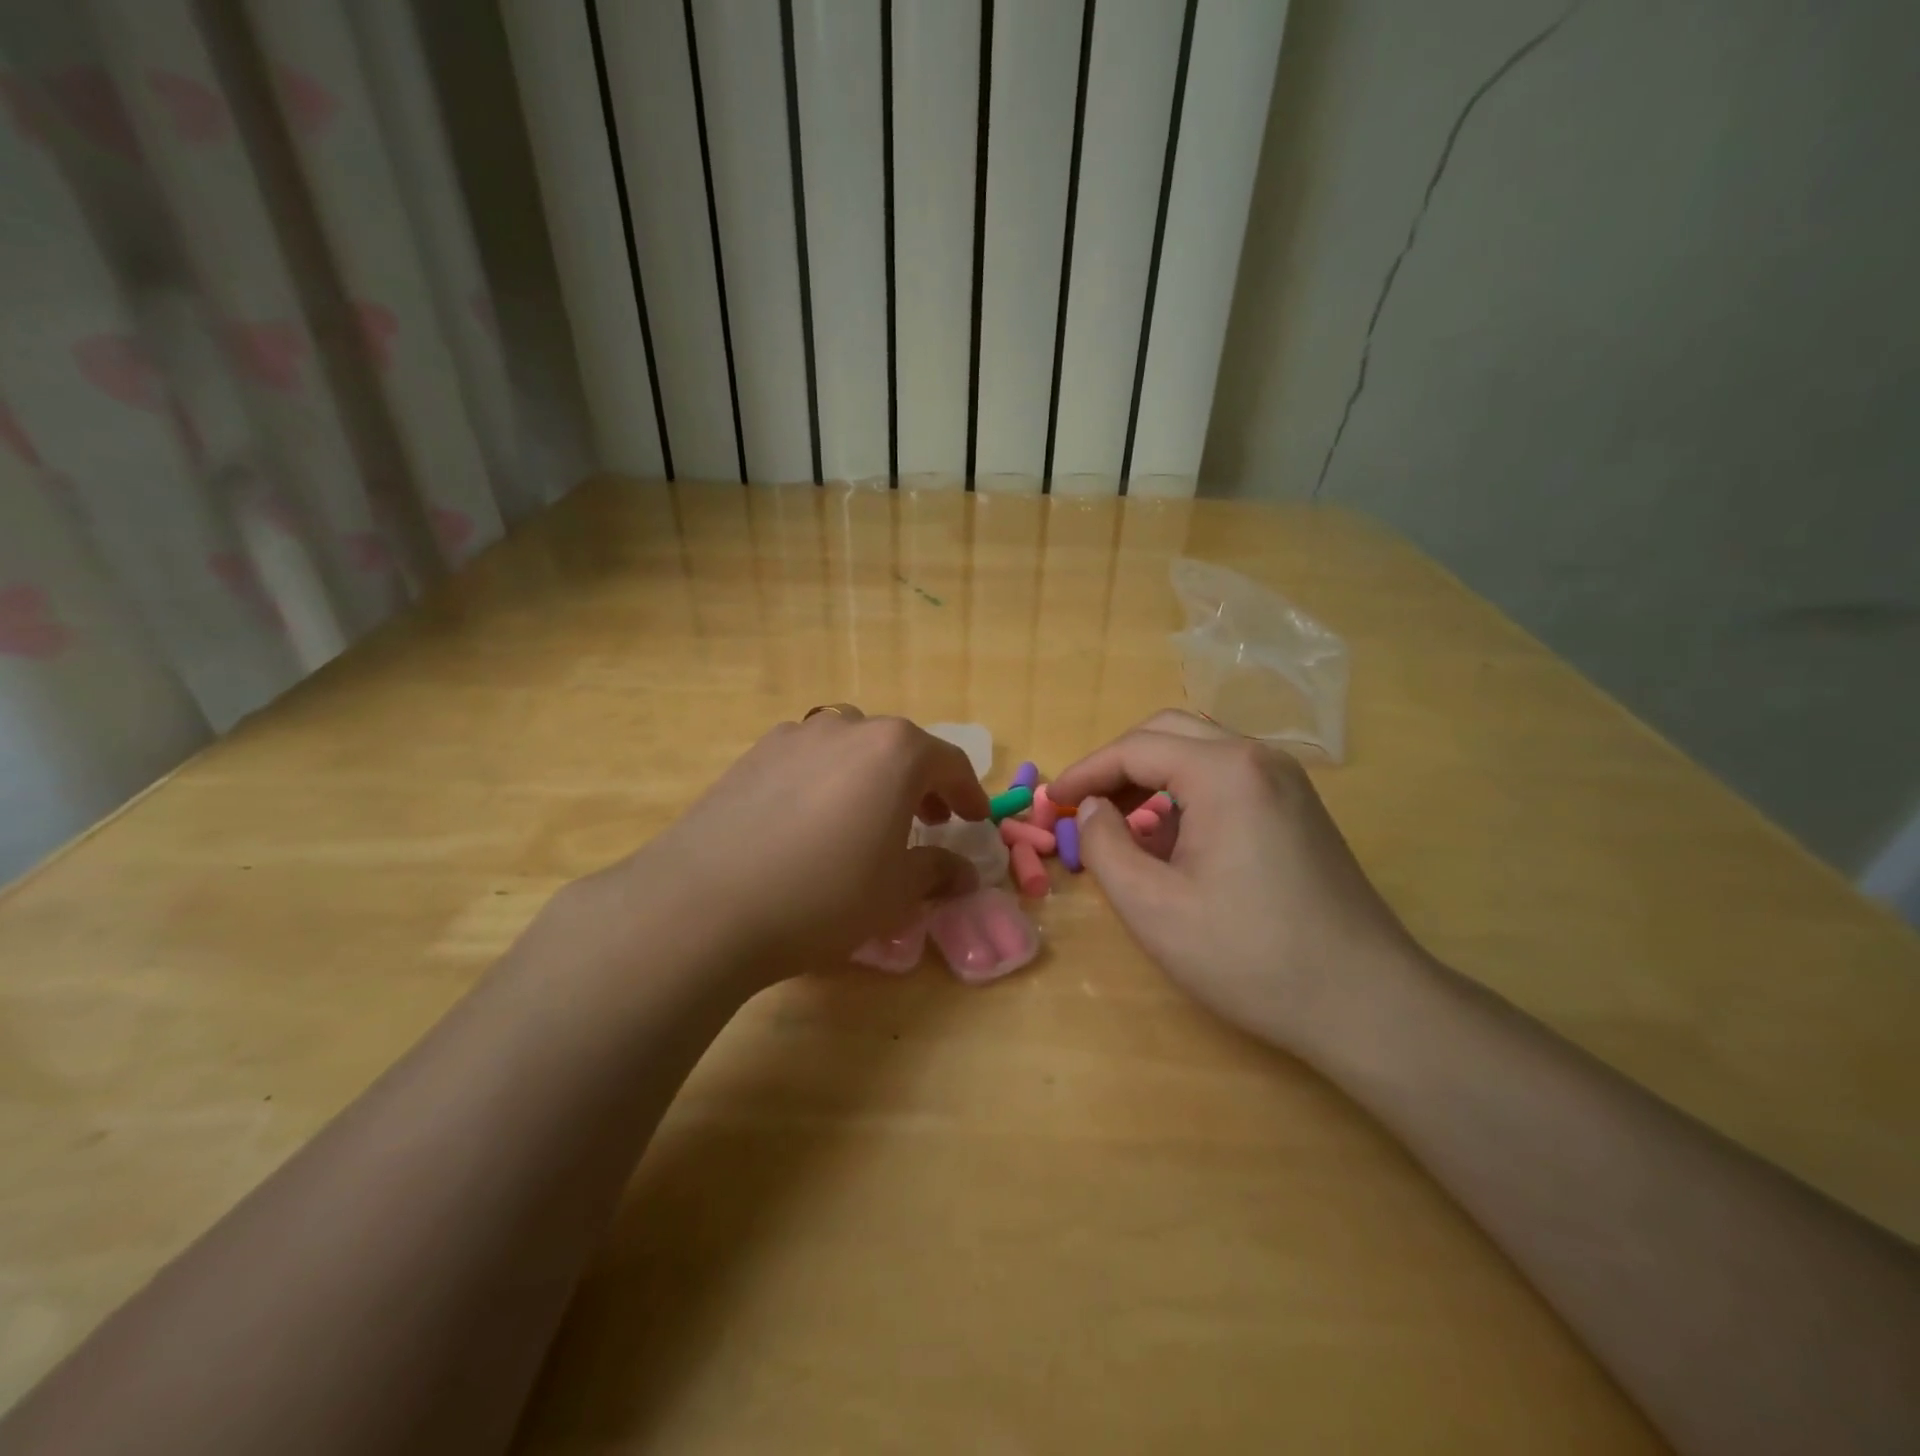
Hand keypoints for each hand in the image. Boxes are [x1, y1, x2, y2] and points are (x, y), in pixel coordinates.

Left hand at [575, 707, 990, 983]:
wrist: (704, 904)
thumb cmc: (823, 895)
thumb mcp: (896, 892)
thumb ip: (937, 872)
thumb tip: (964, 872)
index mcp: (895, 751)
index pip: (949, 763)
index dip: (968, 794)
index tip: (974, 821)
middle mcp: (846, 727)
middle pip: (899, 748)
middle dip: (921, 784)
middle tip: (929, 821)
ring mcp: (793, 736)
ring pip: (850, 748)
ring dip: (871, 777)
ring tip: (868, 818)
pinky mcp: (751, 756)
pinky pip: (807, 760)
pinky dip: (826, 781)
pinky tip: (812, 822)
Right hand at [1049, 711, 1427, 1057]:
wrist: (1366, 1003)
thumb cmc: (1250, 955)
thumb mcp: (1153, 907)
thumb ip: (1105, 846)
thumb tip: (1091, 808)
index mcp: (1224, 772)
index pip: (1135, 748)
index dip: (1085, 772)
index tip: (1050, 801)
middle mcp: (1258, 759)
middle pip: (1168, 732)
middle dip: (1117, 764)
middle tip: (1083, 805)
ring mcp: (1286, 781)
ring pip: (1199, 752)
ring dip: (1151, 776)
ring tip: (1119, 824)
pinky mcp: (1298, 808)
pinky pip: (1227, 779)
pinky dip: (1186, 794)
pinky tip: (1172, 841)